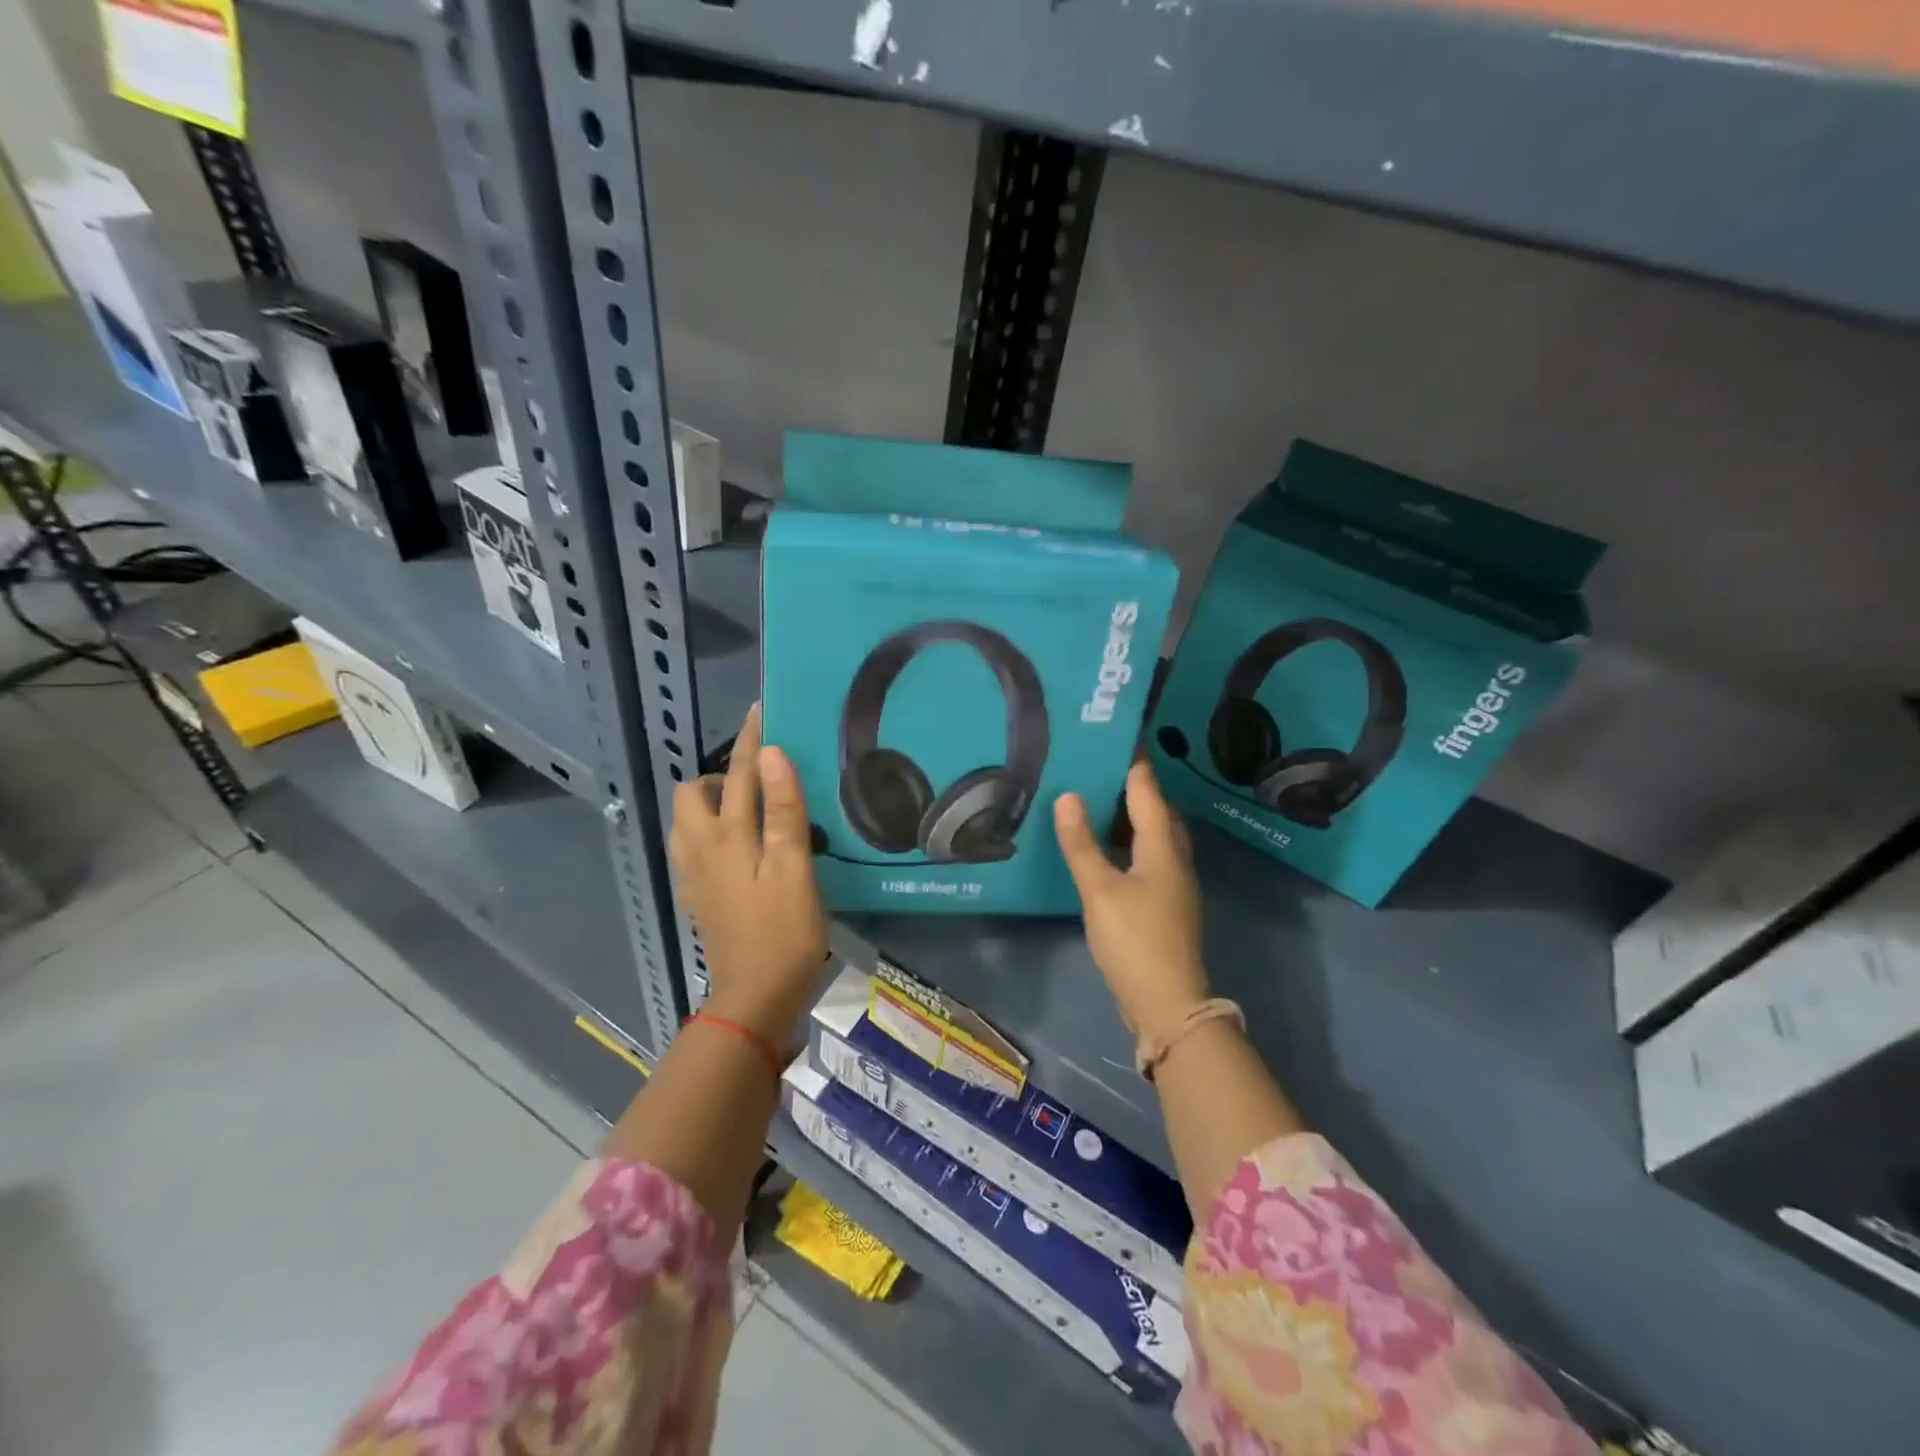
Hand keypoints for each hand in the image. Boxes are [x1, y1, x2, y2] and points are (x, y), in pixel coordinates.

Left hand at [670, 704, 827, 1044]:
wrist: (755, 996)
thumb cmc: (784, 931)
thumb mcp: (793, 867)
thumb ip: (782, 809)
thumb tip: (770, 753)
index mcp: (725, 837)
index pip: (735, 774)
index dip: (749, 740)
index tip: (760, 710)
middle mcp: (699, 848)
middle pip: (692, 794)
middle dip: (718, 774)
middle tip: (758, 780)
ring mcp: (694, 874)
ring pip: (688, 820)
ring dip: (711, 802)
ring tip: (750, 808)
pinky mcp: (699, 894)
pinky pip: (694, 844)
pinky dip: (711, 828)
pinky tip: (741, 845)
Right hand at [1055, 760, 1210, 1043]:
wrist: (1167, 1003)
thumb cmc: (1134, 940)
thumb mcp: (1100, 890)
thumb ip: (1082, 843)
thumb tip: (1068, 795)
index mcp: (1163, 847)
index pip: (1148, 790)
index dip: (1133, 762)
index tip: (1114, 734)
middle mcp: (1175, 858)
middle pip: (1158, 810)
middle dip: (1133, 785)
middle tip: (1099, 764)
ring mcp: (1173, 883)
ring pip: (1154, 835)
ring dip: (1131, 815)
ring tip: (1097, 798)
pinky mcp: (1165, 903)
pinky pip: (1148, 856)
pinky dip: (1128, 842)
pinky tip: (1106, 847)